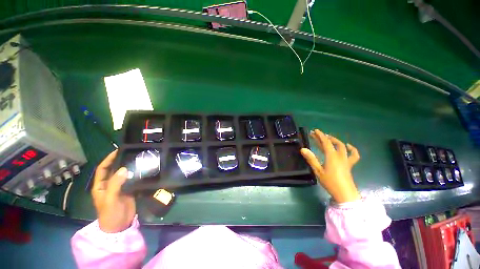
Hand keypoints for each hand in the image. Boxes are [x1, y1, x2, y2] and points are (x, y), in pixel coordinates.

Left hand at [92, 150, 135, 232]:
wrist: (119, 226)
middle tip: (131, 153)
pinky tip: (143, 170)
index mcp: (101, 186)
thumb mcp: (110, 199)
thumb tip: (124, 168)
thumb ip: (115, 184)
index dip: (108, 160)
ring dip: (130, 167)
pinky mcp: (129, 190)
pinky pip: (132, 180)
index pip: (103, 169)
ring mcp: (120, 187)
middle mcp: (110, 185)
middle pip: (114, 170)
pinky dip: (137, 174)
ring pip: (125, 174)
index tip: (117, 151)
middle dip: (120, 161)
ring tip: (139, 159)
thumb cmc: (110, 214)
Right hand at [300, 129, 360, 202]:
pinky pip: (353, 155)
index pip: (326, 142)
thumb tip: (303, 149)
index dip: (320, 135)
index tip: (315, 131)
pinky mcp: (349, 165)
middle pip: (332, 143)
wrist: (345, 194)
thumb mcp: (318, 171)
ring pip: (342, 146)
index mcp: (332, 156)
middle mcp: (340, 156)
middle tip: (316, 134)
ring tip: (328, 137)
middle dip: (324, 137)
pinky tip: (348, 146)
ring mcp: (346, 160)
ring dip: (335, 140)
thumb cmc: (330, 182)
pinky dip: (352, 149)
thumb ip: (311, 159)